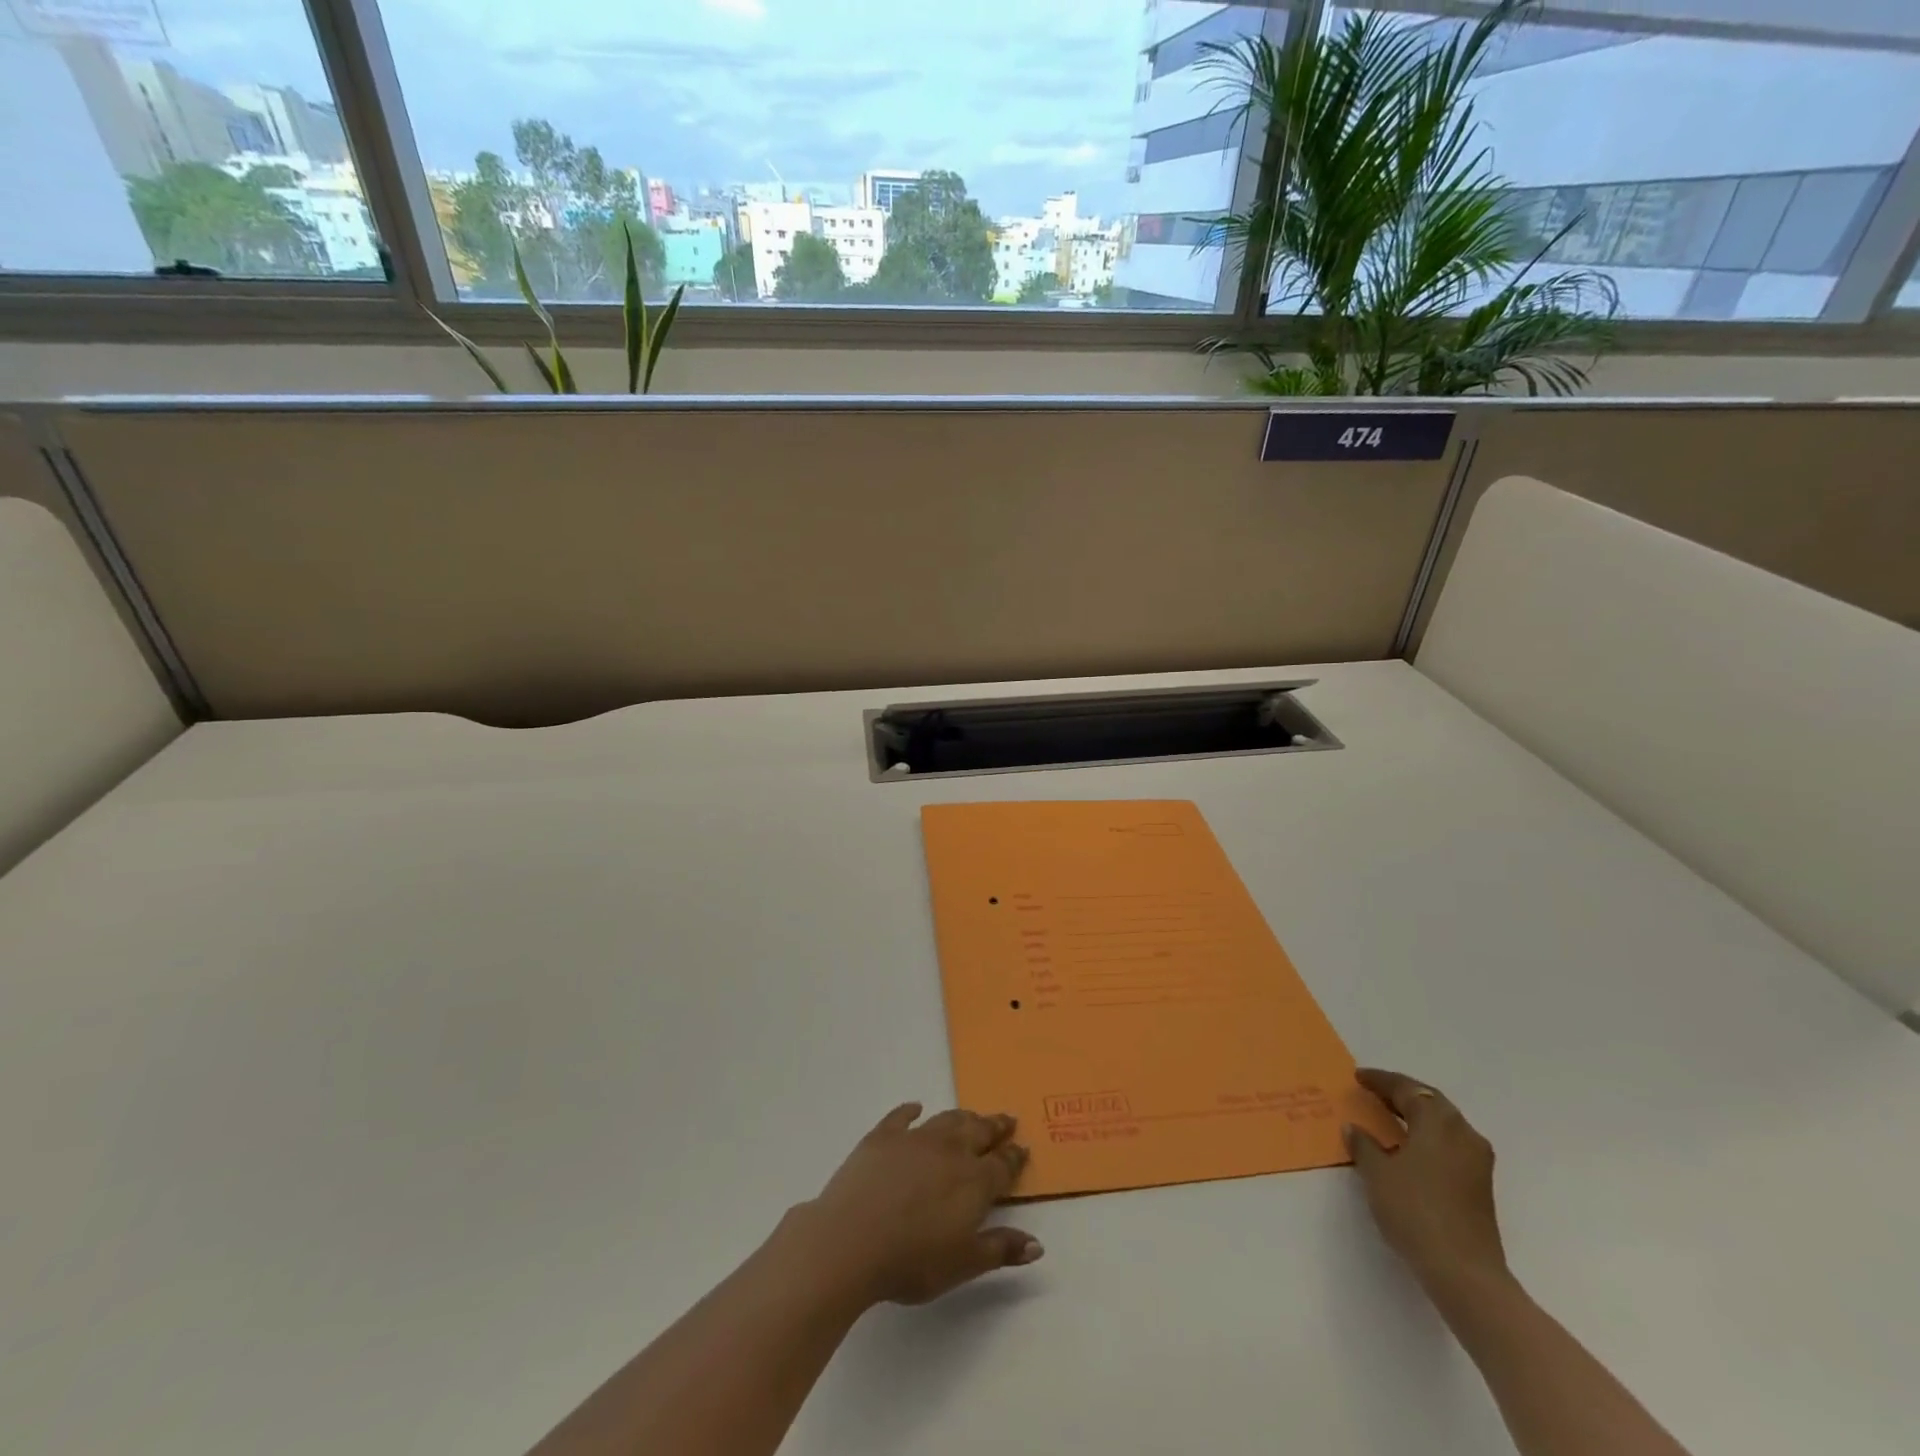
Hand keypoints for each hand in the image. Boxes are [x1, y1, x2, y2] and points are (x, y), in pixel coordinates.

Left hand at [787, 1103, 1041, 1307]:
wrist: (852, 1240)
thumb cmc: (912, 1260)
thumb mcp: (963, 1264)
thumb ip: (1000, 1249)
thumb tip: (1037, 1243)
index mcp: (973, 1181)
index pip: (1002, 1165)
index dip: (1014, 1157)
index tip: (1023, 1148)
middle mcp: (949, 1151)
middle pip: (978, 1132)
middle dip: (995, 1127)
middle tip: (1007, 1119)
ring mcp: (915, 1139)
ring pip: (947, 1120)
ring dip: (963, 1118)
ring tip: (972, 1116)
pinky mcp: (882, 1137)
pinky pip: (901, 1117)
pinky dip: (911, 1110)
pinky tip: (915, 1108)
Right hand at [1345, 1069, 1506, 1291]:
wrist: (1464, 1272)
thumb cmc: (1415, 1211)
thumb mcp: (1377, 1174)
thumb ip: (1364, 1145)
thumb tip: (1355, 1128)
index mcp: (1438, 1123)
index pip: (1407, 1089)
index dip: (1381, 1081)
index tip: (1358, 1077)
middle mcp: (1463, 1134)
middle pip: (1431, 1102)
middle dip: (1403, 1094)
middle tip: (1375, 1092)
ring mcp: (1477, 1161)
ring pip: (1445, 1123)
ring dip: (1419, 1116)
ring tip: (1391, 1117)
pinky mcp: (1481, 1185)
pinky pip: (1451, 1144)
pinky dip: (1430, 1136)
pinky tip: (1411, 1148)